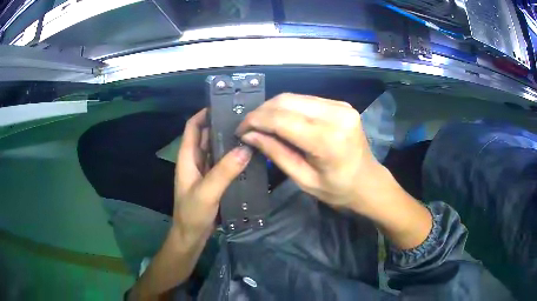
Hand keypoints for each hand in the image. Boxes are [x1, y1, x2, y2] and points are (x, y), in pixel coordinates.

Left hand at [174, 108, 251, 242]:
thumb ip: (224, 171)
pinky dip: (233, 157)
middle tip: (245, 118)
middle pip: (207, 136)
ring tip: (250, 133)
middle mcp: (196, 160)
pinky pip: (223, 164)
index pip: (193, 127)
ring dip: (229, 141)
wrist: (191, 235)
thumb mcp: (207, 191)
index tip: (223, 105)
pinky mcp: (214, 181)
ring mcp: (205, 171)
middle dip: (221, 125)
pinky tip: (248, 156)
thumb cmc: (192, 213)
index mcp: (188, 157)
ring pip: (216, 150)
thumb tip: (246, 148)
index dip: (204, 114)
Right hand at [237, 93, 379, 210]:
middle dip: (261, 112)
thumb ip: (276, 153)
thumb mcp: (303, 178)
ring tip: (261, 124)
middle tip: (248, 127)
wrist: (368, 181)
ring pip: (294, 97)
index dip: (255, 121)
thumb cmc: (337, 189)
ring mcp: (340, 106)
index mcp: (327, 140)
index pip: (281, 119)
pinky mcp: (341, 104)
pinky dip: (289, 108)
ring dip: (273, 108)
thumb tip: (249, 135)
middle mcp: (336, 115)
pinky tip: (281, 120)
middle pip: (286, 101)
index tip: (240, 130)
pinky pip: (306, 100)